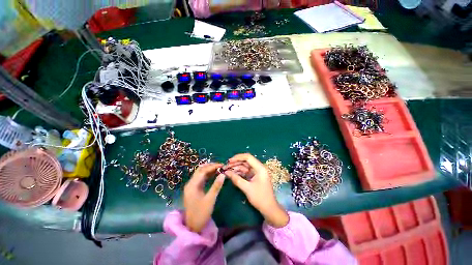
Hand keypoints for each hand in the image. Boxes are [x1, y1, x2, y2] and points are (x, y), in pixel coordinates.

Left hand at [184, 163, 225, 232]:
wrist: (193, 227)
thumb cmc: (201, 214)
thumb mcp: (210, 199)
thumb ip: (216, 186)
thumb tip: (223, 174)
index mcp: (192, 185)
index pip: (202, 171)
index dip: (212, 166)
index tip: (222, 165)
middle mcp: (190, 184)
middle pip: (200, 170)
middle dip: (210, 166)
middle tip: (220, 166)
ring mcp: (191, 186)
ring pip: (200, 173)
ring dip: (209, 170)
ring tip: (218, 169)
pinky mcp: (193, 189)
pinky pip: (200, 178)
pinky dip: (207, 175)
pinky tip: (214, 175)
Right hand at [224, 154, 288, 227]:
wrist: (269, 209)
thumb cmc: (260, 198)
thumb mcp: (247, 188)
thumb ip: (236, 179)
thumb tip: (226, 173)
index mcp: (260, 168)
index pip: (248, 157)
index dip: (238, 157)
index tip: (229, 161)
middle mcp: (259, 168)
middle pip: (246, 161)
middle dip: (236, 163)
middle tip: (226, 166)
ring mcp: (256, 172)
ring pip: (245, 166)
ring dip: (236, 168)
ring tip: (227, 170)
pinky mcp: (254, 177)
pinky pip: (245, 172)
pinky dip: (239, 172)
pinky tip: (232, 174)